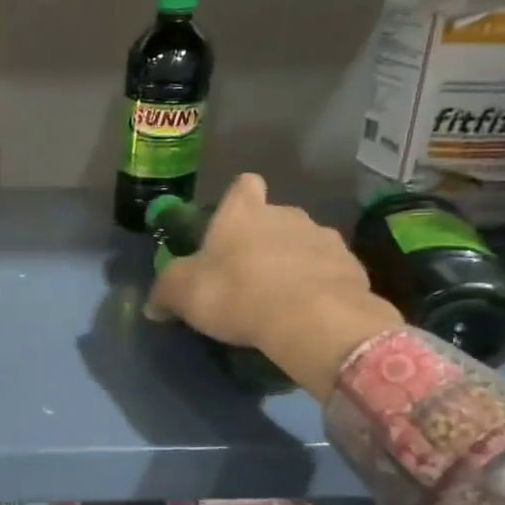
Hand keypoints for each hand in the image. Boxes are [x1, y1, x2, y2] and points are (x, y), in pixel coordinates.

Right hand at [144, 173, 403, 399]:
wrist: (312, 319)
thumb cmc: (236, 293)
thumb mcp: (183, 294)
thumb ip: (165, 293)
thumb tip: (153, 305)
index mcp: (243, 212)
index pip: (243, 185)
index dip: (236, 201)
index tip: (229, 225)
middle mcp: (286, 214)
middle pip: (273, 217)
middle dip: (263, 240)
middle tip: (247, 276)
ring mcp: (324, 239)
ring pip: (304, 244)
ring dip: (294, 263)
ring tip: (281, 299)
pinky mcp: (352, 268)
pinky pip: (329, 273)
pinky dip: (319, 287)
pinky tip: (308, 313)